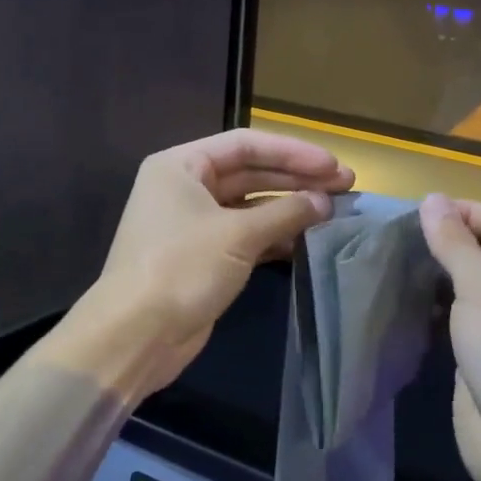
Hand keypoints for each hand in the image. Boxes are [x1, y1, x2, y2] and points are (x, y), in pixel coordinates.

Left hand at [88, 129, 353, 395]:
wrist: (135, 336)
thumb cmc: (181, 268)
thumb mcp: (238, 235)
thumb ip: (286, 213)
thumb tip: (325, 202)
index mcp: (181, 165)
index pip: (246, 145)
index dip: (293, 152)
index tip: (333, 165)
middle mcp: (185, 187)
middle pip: (250, 172)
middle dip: (297, 178)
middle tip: (345, 185)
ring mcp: (194, 223)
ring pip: (251, 205)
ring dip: (290, 207)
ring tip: (334, 210)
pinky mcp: (204, 256)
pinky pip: (247, 234)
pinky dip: (276, 234)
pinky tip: (309, 238)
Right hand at [418, 193, 480, 480]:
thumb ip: (455, 242)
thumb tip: (432, 199)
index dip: (459, 211)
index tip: (412, 215)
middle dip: (443, 240)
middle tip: (394, 239)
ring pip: (465, 283)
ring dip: (434, 273)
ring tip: (392, 265)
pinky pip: (455, 315)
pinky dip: (432, 305)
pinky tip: (403, 302)